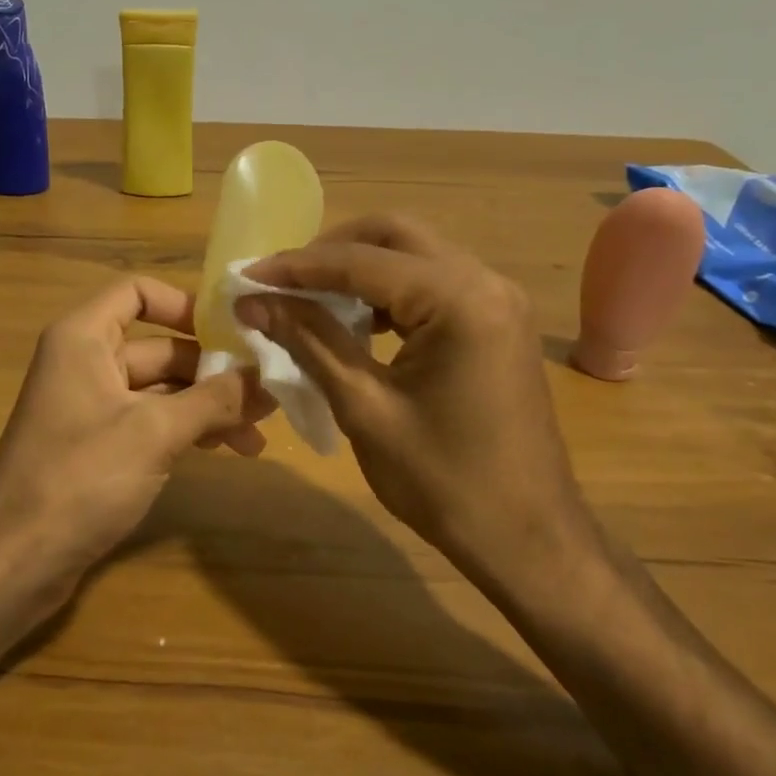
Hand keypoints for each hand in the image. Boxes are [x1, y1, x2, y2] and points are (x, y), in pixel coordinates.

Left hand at [0, 276, 271, 577]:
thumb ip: (215, 400)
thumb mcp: (155, 432)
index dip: (184, 304)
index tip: (231, 333)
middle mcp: (85, 362)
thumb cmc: (81, 477)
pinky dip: (186, 430)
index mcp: (84, 338)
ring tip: (257, 435)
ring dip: (207, 406)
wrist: (15, 558)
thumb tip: (267, 379)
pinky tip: (224, 450)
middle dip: (213, 371)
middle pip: (159, 347)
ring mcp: (90, 407)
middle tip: (266, 397)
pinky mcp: (97, 447)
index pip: (137, 292)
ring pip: (160, 390)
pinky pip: (149, 422)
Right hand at [241, 215, 596, 585]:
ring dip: (359, 269)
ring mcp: (498, 300)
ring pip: (415, 255)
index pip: (361, 261)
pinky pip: (433, 285)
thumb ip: (309, 341)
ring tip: (307, 299)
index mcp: (459, 300)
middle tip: (282, 281)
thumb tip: (253, 302)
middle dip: (331, 251)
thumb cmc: (443, 482)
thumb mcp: (364, 408)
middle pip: (395, 235)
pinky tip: (355, 322)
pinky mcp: (497, 323)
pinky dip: (388, 292)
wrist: (528, 539)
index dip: (297, 266)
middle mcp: (486, 282)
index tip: (247, 275)